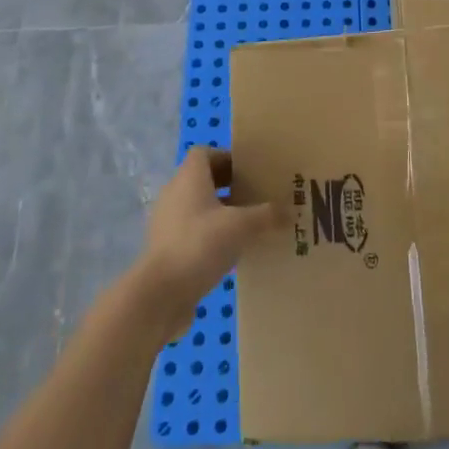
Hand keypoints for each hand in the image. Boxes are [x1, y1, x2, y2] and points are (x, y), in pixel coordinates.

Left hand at [130, 148, 282, 341]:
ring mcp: (167, 223)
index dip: (226, 157)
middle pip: (203, 179)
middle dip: (229, 186)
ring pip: (198, 207)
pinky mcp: (166, 249)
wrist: (159, 295)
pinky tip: (231, 252)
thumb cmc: (199, 245)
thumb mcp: (240, 226)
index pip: (204, 152)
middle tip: (256, 196)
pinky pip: (192, 232)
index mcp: (189, 177)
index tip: (250, 171)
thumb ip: (266, 216)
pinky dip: (210, 236)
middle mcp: (175, 193)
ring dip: (220, 213)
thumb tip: (289, 211)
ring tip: (248, 226)